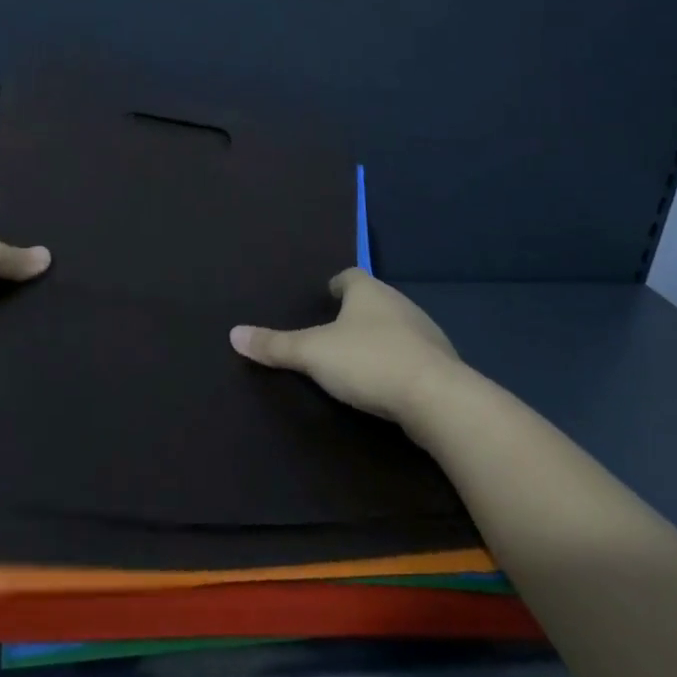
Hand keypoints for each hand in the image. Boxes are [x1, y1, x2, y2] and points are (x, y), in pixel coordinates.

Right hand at [230, 268, 462, 422]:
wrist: (439, 401)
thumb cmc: (369, 361)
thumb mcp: (312, 354)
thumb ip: (275, 345)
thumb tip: (233, 334)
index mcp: (369, 292)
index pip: (350, 275)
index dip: (336, 285)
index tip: (326, 296)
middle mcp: (400, 304)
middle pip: (374, 300)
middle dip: (356, 313)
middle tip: (333, 330)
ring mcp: (426, 335)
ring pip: (396, 328)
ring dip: (380, 339)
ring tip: (358, 358)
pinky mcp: (443, 367)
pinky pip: (414, 357)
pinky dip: (399, 364)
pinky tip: (387, 383)